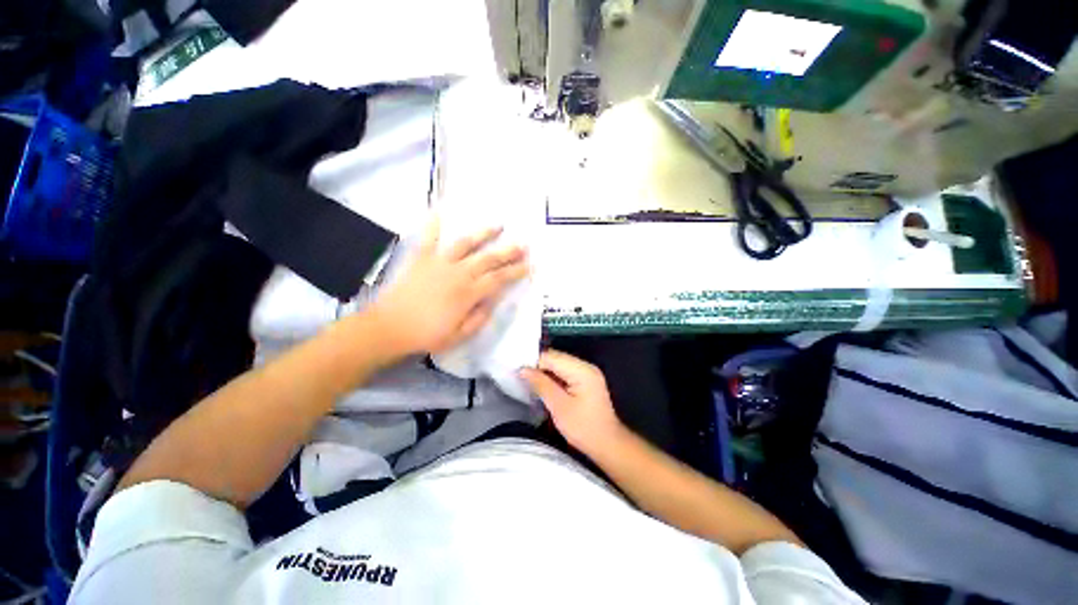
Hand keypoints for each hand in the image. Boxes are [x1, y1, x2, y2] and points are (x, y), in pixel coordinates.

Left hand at [371, 217, 528, 355]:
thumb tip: (493, 301)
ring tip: (498, 225)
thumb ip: (479, 317)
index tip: (529, 265)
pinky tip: (441, 211)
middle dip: (508, 251)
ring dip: (483, 233)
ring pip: (465, 244)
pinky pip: (428, 238)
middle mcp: (458, 273)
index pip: (499, 279)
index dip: (516, 272)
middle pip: (488, 259)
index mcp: (468, 293)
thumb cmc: (427, 335)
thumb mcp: (459, 336)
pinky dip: (434, 225)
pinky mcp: (421, 259)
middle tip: (523, 244)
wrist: (388, 328)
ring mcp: (439, 263)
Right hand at [520, 350, 625, 454]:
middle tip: (522, 379)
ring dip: (545, 373)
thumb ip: (541, 384)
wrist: (607, 444)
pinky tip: (544, 388)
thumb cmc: (583, 428)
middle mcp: (585, 366)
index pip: (552, 357)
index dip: (534, 363)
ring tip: (530, 384)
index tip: (519, 374)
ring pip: (559, 365)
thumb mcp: (559, 406)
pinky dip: (553, 378)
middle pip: (556, 358)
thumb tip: (523, 369)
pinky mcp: (585, 381)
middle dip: (539, 367)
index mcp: (581, 370)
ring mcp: (587, 373)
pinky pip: (565, 373)